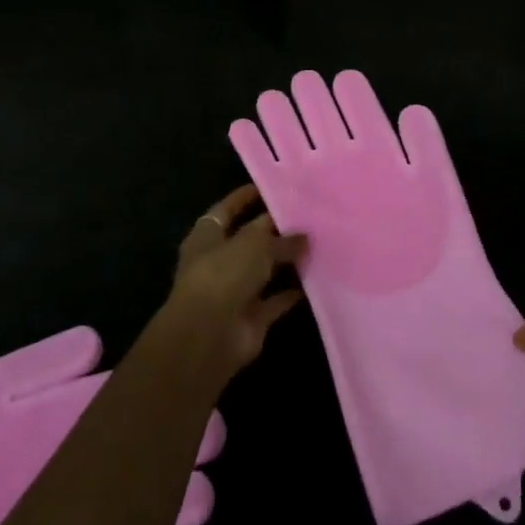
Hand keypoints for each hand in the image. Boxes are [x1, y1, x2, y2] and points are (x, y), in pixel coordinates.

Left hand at [161, 185, 307, 379]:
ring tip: (317, 244)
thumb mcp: (255, 244)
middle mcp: (218, 261)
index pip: (227, 209)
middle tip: (307, 217)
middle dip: (274, 231)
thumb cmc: (224, 275)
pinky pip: (275, 301)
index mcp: (207, 236)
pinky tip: (316, 280)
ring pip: (264, 271)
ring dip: (286, 262)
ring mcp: (234, 291)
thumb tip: (302, 236)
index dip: (246, 198)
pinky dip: (292, 293)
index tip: (273, 187)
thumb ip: (280, 238)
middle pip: (249, 241)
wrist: (209, 336)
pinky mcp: (250, 318)